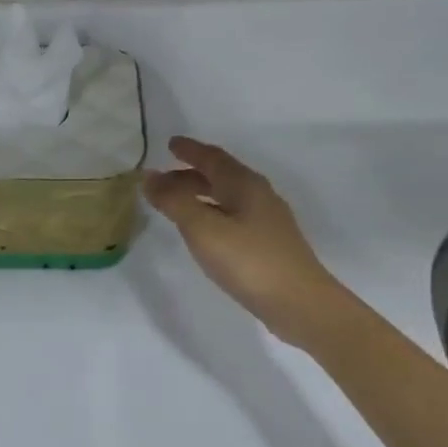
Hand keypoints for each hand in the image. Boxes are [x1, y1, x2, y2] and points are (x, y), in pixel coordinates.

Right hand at [144, 137, 355, 347]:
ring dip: (200, 194)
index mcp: (245, 185)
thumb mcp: (203, 229)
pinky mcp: (268, 244)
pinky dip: (211, 213)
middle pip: (220, 176)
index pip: (213, 158)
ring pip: (227, 197)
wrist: (298, 302)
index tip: (169, 144)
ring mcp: (267, 221)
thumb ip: (174, 201)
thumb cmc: (248, 261)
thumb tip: (149, 177)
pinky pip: (232, 216)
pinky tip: (203, 231)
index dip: (189, 150)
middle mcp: (259, 196)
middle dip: (189, 175)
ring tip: (176, 204)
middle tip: (162, 180)